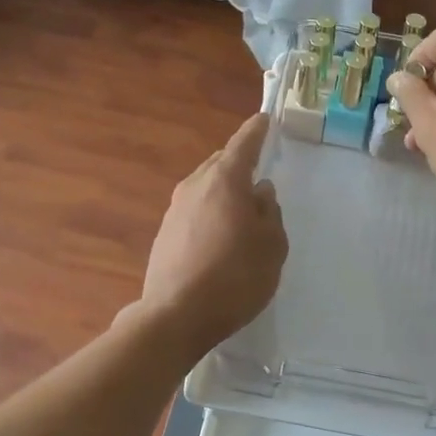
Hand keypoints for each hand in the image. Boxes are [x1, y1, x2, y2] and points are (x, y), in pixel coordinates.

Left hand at [136, 114, 287, 361]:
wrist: (176, 316)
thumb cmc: (235, 277)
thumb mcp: (272, 245)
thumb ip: (270, 212)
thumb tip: (260, 192)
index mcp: (225, 181)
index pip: (244, 144)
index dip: (257, 131)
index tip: (265, 119)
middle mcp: (195, 186)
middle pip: (220, 163)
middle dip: (239, 163)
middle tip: (258, 174)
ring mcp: (174, 209)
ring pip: (205, 186)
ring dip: (223, 191)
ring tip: (242, 211)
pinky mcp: (164, 234)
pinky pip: (194, 209)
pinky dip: (210, 212)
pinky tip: (220, 236)